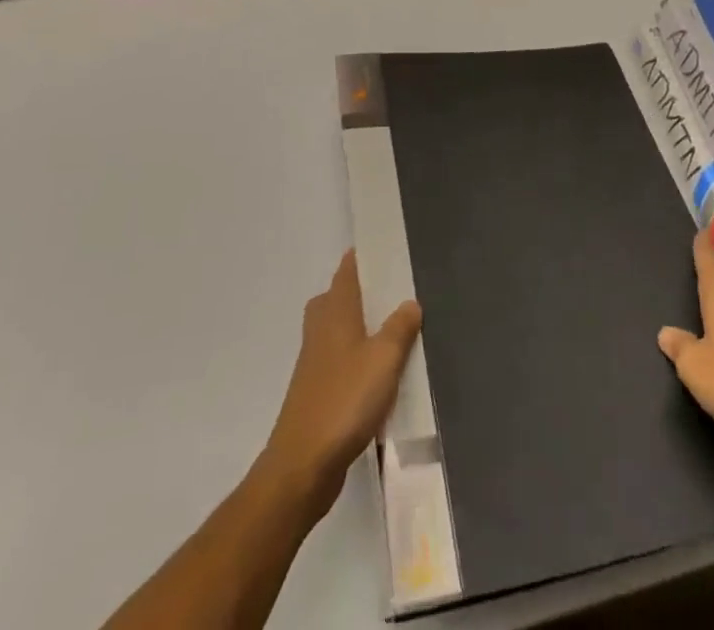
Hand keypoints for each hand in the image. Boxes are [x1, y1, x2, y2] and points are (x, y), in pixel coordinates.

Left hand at [260, 250, 421, 516]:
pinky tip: (380, 375)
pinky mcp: (317, 392)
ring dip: (360, 327)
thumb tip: (410, 301)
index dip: (361, 258)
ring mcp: (315, 362)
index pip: (346, 272)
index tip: (383, 248)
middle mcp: (321, 329)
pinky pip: (340, 361)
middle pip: (337, 298)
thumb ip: (399, 328)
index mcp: (335, 312)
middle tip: (393, 290)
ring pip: (338, 330)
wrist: (303, 464)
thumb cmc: (345, 400)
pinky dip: (357, 358)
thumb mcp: (383, 359)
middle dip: (360, 292)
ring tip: (393, 330)